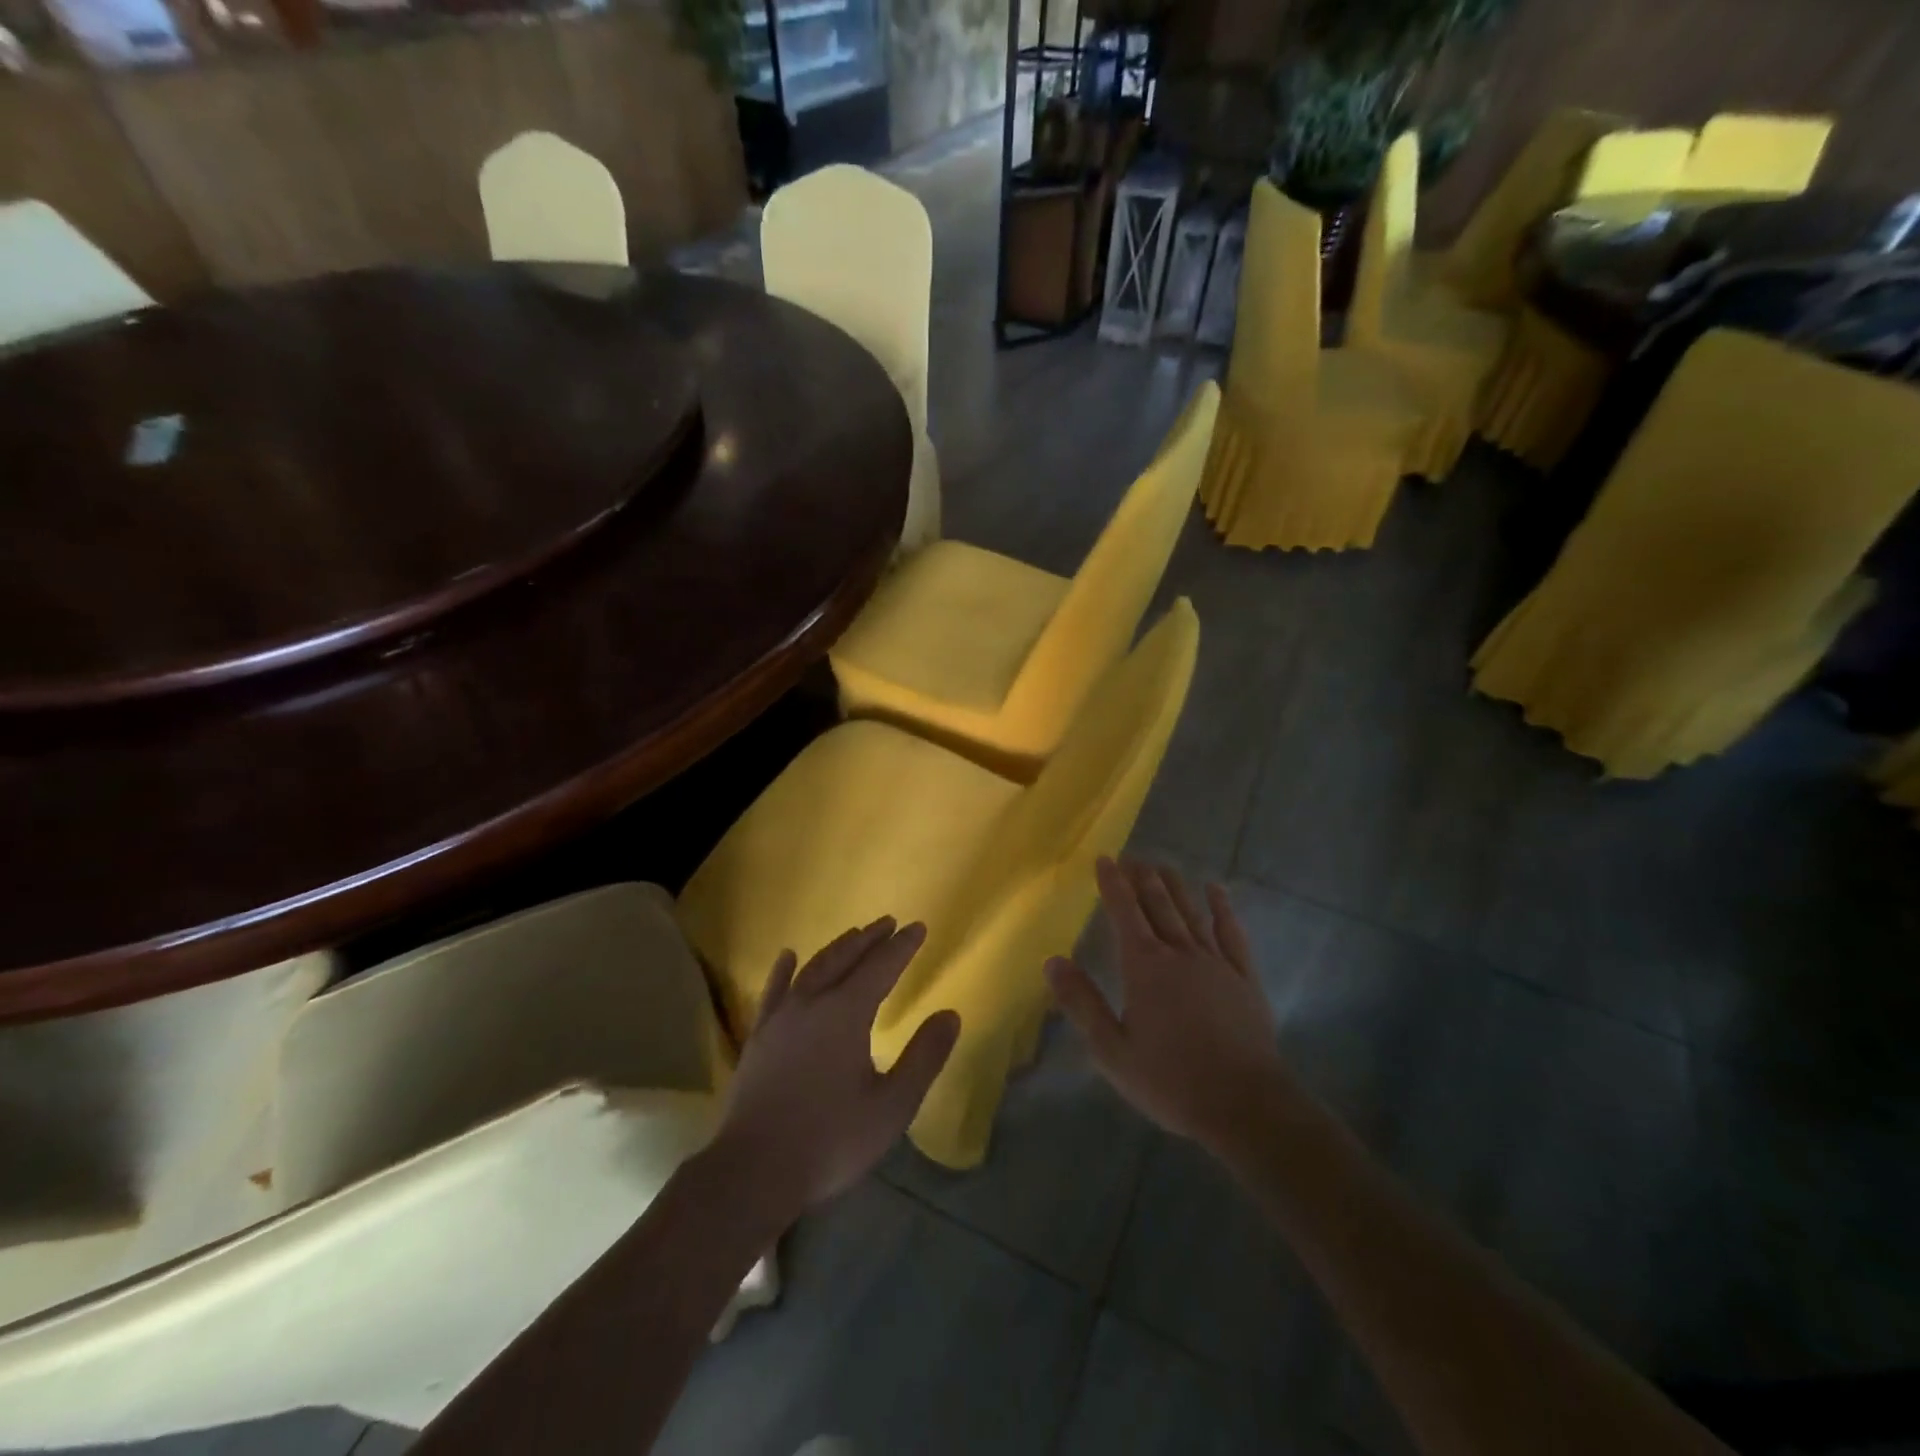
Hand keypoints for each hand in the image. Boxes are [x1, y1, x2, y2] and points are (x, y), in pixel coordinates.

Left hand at [712, 918, 960, 1221]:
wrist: (753, 1172)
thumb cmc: (831, 1140)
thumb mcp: (892, 1105)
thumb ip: (924, 1057)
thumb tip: (950, 1015)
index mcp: (847, 1013)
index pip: (881, 967)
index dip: (902, 947)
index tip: (918, 927)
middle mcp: (812, 1002)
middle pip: (845, 958)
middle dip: (870, 939)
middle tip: (889, 923)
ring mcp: (780, 1017)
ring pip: (813, 968)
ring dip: (837, 948)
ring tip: (854, 934)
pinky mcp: (759, 1037)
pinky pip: (774, 990)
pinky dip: (784, 970)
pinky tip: (788, 956)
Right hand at [1046, 858, 1287, 1158]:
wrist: (1245, 1105)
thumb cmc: (1171, 1080)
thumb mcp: (1112, 1050)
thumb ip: (1082, 1003)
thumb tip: (1052, 961)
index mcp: (1144, 967)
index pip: (1124, 913)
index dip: (1113, 884)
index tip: (1105, 858)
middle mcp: (1179, 953)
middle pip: (1158, 905)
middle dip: (1142, 878)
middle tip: (1132, 856)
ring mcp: (1215, 962)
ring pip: (1191, 912)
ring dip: (1175, 886)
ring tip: (1164, 864)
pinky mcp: (1243, 977)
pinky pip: (1231, 932)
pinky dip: (1222, 908)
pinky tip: (1216, 891)